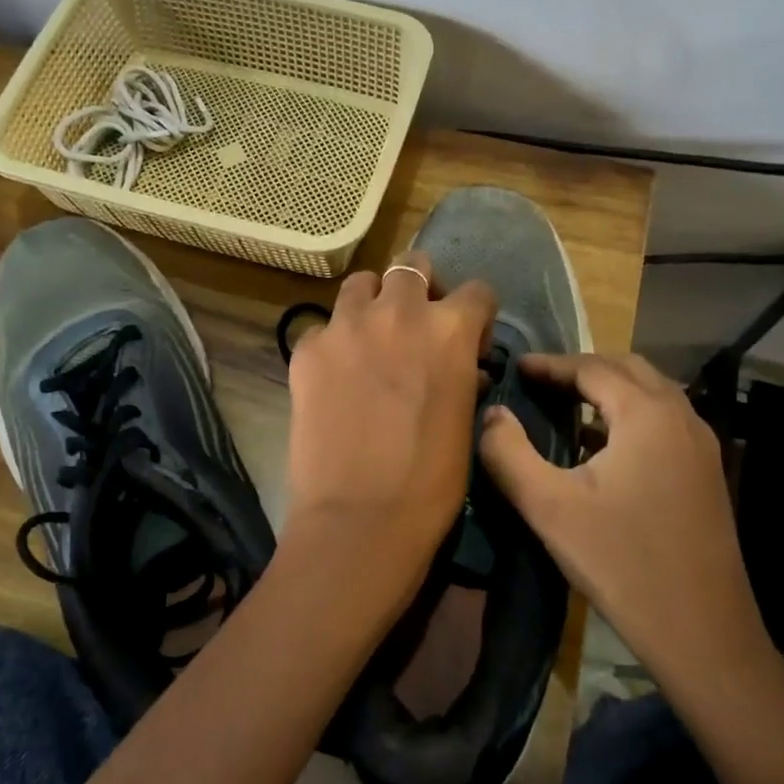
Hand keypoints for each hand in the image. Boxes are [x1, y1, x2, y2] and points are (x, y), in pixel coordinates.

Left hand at [284, 251, 495, 590]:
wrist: (360, 518)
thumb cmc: (430, 482)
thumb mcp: (465, 425)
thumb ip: (463, 379)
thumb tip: (462, 370)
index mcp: (449, 329)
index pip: (476, 292)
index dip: (476, 316)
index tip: (470, 340)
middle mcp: (398, 311)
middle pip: (412, 265)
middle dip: (421, 287)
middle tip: (416, 325)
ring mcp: (345, 326)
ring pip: (361, 284)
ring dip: (373, 302)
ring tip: (371, 338)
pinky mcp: (307, 349)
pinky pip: (323, 328)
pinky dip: (334, 343)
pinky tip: (335, 378)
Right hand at [478, 353, 772, 684]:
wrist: (701, 630)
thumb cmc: (620, 563)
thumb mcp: (549, 507)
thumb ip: (509, 453)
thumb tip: (491, 413)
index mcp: (646, 415)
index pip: (592, 368)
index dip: (550, 364)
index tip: (517, 366)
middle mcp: (681, 417)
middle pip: (628, 369)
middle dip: (582, 368)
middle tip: (540, 381)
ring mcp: (701, 445)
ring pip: (651, 393)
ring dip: (609, 388)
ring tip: (566, 402)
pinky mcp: (706, 472)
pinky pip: (663, 421)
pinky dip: (630, 414)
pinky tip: (602, 443)